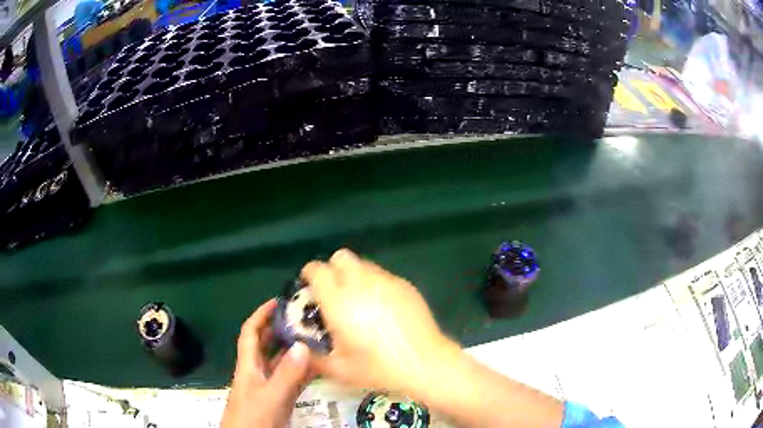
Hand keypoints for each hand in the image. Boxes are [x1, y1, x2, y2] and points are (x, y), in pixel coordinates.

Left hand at [221, 300, 312, 427]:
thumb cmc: (253, 417)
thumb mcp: (270, 396)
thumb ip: (286, 374)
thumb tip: (303, 344)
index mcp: (248, 365)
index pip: (250, 333)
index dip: (261, 315)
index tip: (279, 301)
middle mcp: (258, 372)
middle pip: (267, 345)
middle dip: (281, 329)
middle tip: (305, 317)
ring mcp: (269, 387)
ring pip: (282, 363)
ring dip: (296, 350)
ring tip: (318, 338)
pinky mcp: (279, 399)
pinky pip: (293, 380)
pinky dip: (305, 372)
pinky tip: (321, 367)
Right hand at [302, 249, 459, 397]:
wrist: (424, 362)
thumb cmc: (377, 367)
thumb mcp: (338, 369)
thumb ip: (313, 356)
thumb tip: (302, 346)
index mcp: (338, 301)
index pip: (317, 270)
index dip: (309, 274)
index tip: (309, 285)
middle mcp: (361, 283)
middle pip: (341, 257)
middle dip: (333, 269)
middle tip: (335, 291)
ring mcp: (386, 281)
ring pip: (364, 264)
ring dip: (355, 276)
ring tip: (360, 300)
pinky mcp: (405, 285)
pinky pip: (384, 275)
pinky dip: (376, 285)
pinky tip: (383, 308)